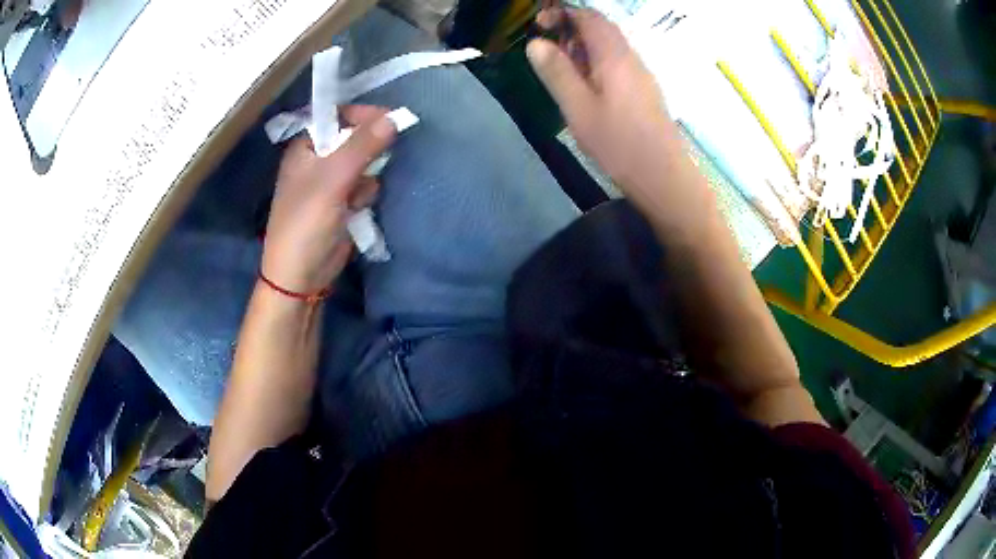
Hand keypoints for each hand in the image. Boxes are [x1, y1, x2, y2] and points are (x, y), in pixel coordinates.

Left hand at [260, 105, 395, 294]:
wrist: (301, 276)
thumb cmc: (306, 223)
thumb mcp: (333, 179)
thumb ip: (363, 146)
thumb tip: (395, 117)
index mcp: (305, 146)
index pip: (336, 115)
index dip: (362, 114)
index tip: (390, 119)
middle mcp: (317, 158)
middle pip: (353, 138)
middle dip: (368, 149)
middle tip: (376, 160)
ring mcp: (330, 182)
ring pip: (364, 162)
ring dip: (368, 175)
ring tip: (357, 196)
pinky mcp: (342, 202)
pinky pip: (365, 185)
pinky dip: (366, 194)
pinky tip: (359, 209)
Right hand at [526, 8, 672, 189]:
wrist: (664, 178)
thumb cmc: (619, 144)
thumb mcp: (578, 108)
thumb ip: (556, 73)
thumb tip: (536, 43)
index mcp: (614, 56)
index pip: (590, 17)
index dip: (563, 13)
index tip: (539, 24)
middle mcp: (631, 59)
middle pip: (601, 29)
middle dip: (571, 31)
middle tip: (548, 52)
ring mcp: (641, 76)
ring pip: (609, 48)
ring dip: (582, 50)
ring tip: (562, 73)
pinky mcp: (644, 92)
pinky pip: (617, 65)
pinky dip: (596, 66)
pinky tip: (586, 91)